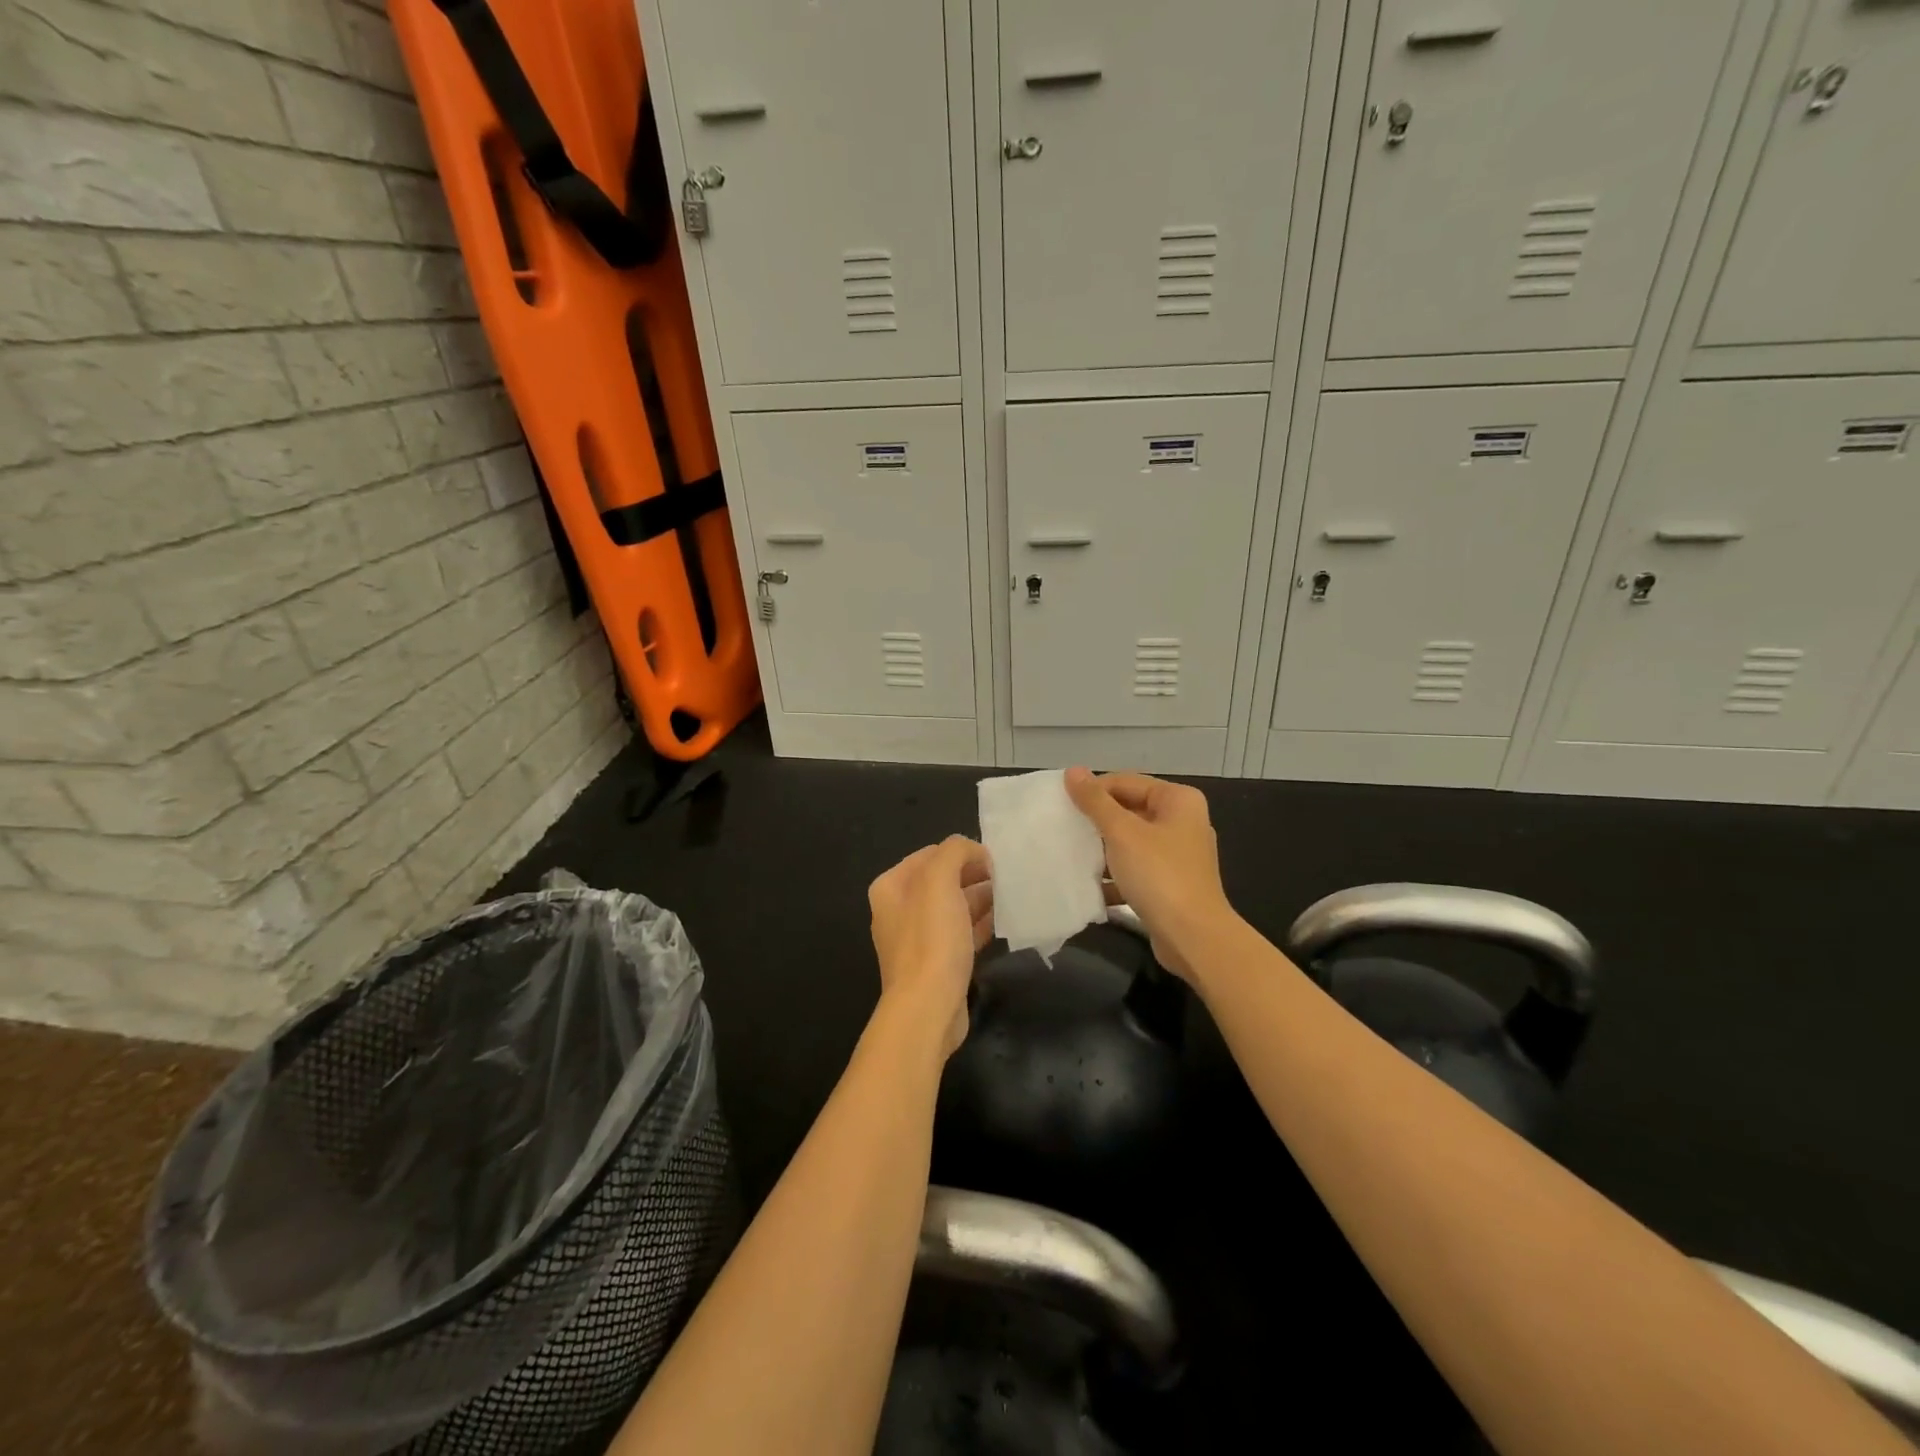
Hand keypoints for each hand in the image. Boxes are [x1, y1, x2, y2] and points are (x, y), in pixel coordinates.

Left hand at [868, 836, 993, 1056]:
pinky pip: (961, 933)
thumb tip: (974, 851)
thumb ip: (955, 852)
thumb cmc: (931, 939)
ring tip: (1011, 896)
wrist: (928, 1007)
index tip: (994, 859)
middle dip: (974, 875)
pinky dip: (981, 924)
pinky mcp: (936, 963)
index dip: (962, 853)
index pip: (931, 854)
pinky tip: (1004, 921)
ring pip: (954, 907)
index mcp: (891, 887)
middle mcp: (899, 910)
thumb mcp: (940, 880)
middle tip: (1007, 877)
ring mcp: (917, 939)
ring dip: (980, 899)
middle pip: (942, 881)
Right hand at [1064, 767, 1234, 982]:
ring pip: (1131, 842)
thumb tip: (1073, 771)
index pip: (1125, 782)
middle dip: (1096, 821)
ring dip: (1103, 849)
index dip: (1093, 791)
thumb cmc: (1159, 876)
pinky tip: (1089, 886)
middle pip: (1129, 810)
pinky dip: (1115, 875)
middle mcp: (1182, 822)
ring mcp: (1178, 855)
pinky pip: (1136, 868)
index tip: (1062, 806)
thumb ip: (1095, 801)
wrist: (1193, 938)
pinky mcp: (1171, 883)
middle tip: (1063, 829)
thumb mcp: (1122, 833)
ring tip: (1071, 855)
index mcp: (1178, 800)